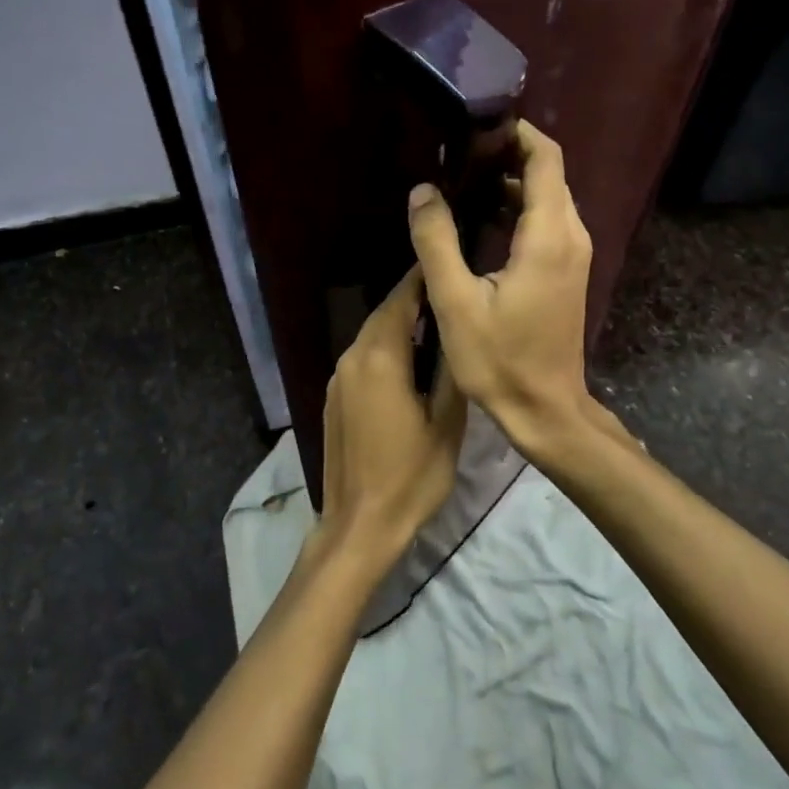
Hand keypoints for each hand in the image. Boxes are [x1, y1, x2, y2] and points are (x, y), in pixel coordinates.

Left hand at [317, 268, 468, 576]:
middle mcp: (352, 358)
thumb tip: (455, 333)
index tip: (446, 264)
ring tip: (436, 325)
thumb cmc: (411, 476)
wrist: (359, 524)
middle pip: (383, 315)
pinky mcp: (333, 397)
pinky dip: (385, 349)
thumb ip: (449, 371)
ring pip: (371, 336)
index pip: (400, 300)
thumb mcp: (447, 423)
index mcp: (380, 358)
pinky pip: (362, 358)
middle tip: (449, 294)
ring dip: (399, 326)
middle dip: (413, 301)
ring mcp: (338, 378)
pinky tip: (408, 362)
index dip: (422, 279)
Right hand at [407, 121, 594, 459]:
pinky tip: (484, 219)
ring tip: (465, 180)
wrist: (546, 408)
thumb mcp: (456, 301)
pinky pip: (548, 222)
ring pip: (549, 198)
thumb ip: (437, 241)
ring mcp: (574, 255)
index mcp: (548, 236)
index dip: (518, 133)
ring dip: (513, 182)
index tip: (479, 125)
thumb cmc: (500, 359)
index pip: (545, 159)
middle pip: (549, 173)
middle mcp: (571, 235)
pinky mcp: (568, 271)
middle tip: (461, 153)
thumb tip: (423, 190)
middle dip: (510, 154)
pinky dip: (520, 209)